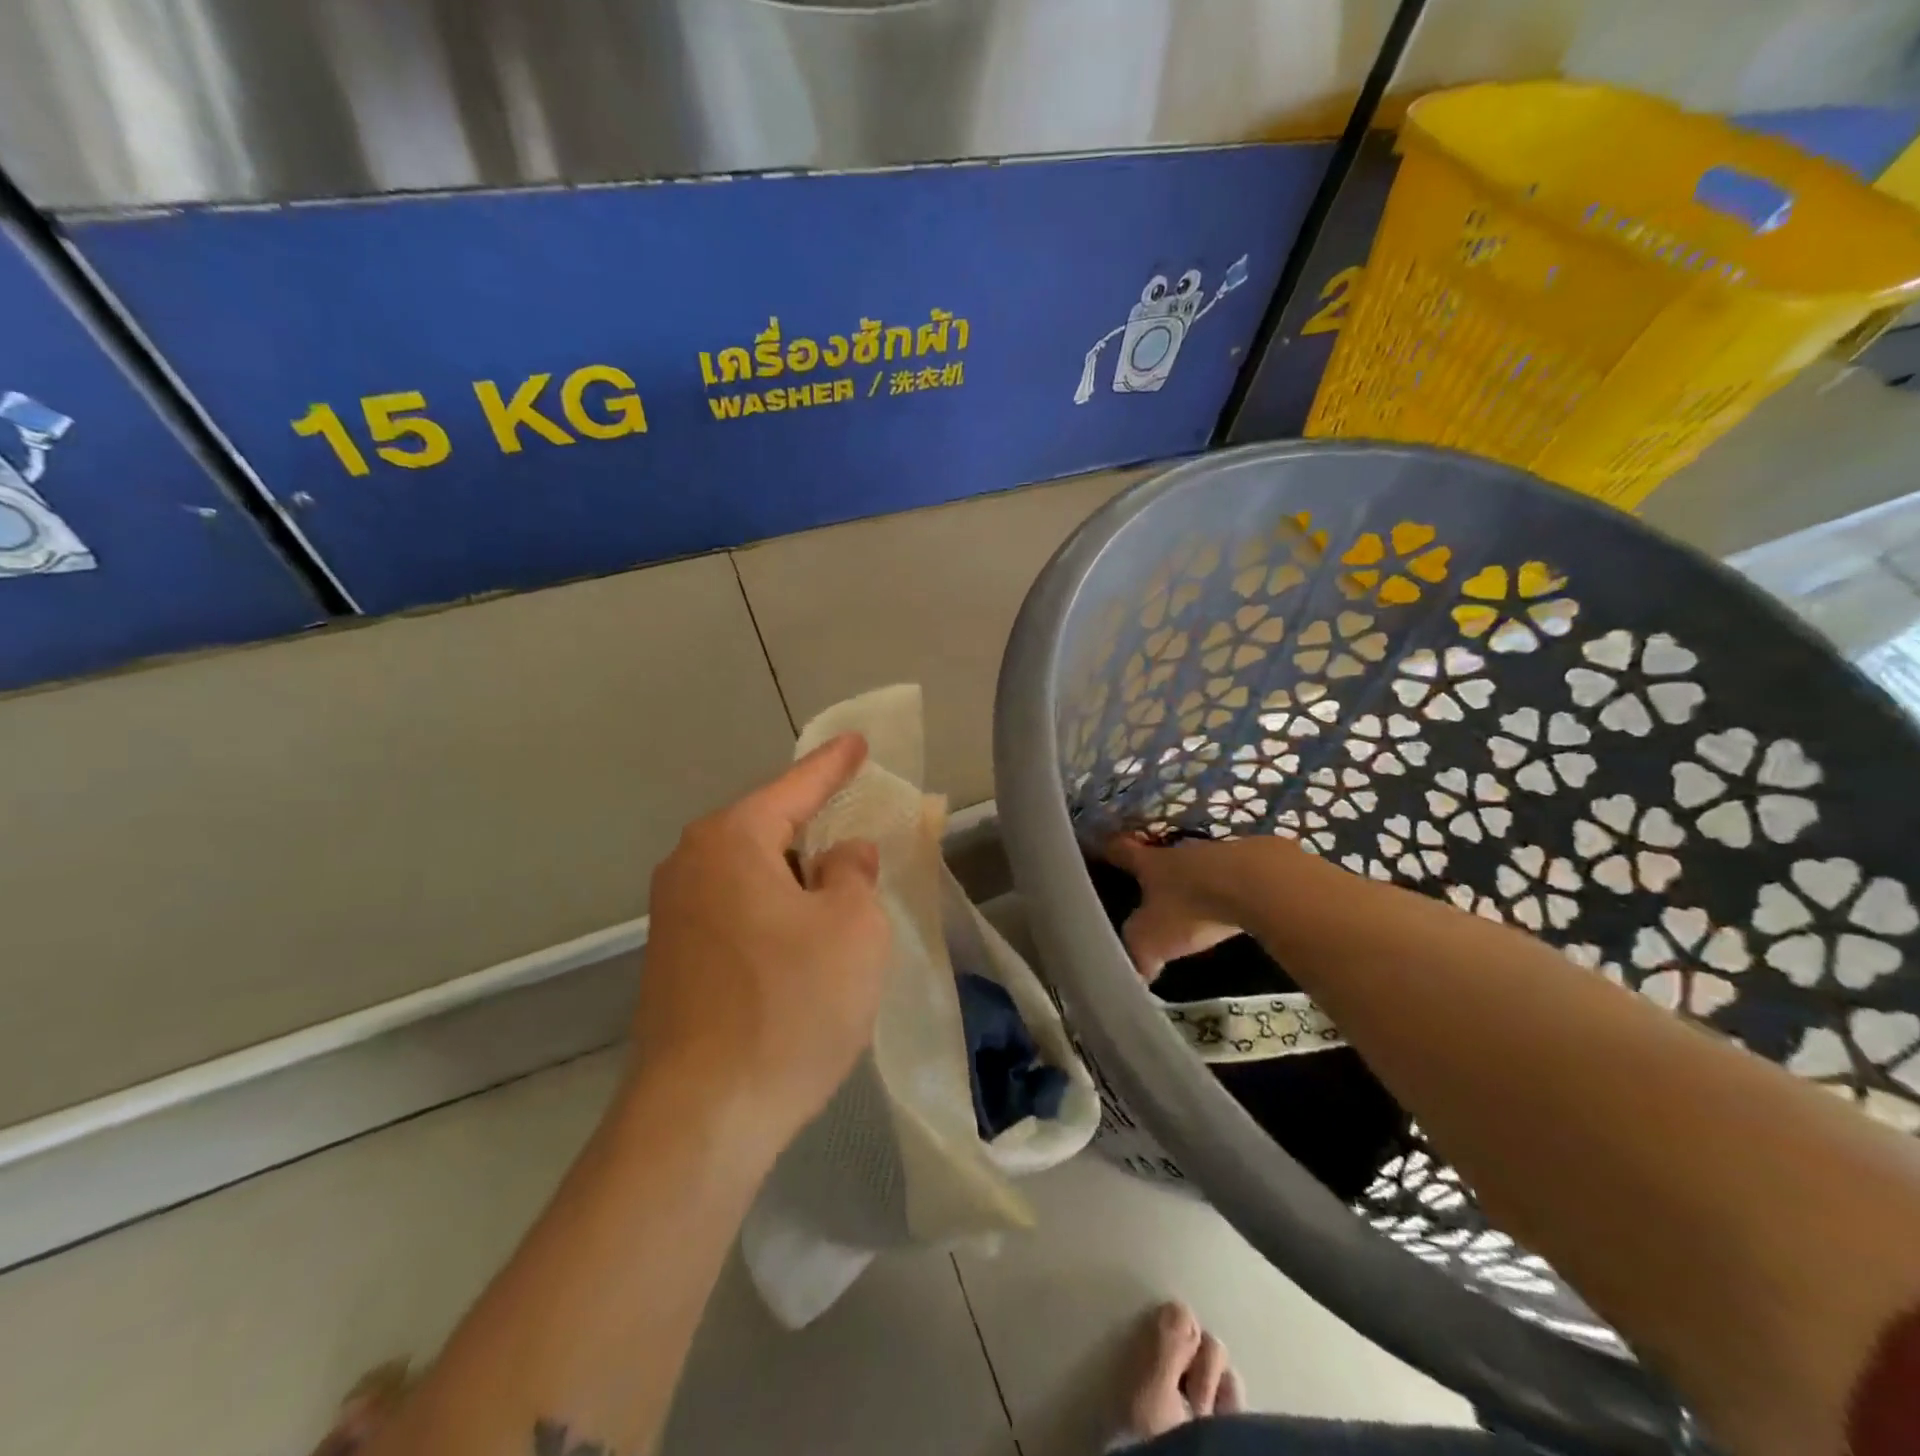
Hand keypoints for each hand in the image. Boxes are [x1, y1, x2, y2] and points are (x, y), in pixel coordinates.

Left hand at [636, 733, 890, 1143]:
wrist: (701, 1119)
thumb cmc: (790, 1007)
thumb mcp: (853, 929)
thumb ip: (853, 874)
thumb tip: (840, 856)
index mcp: (732, 841)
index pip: (796, 786)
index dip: (834, 764)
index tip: (858, 742)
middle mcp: (691, 866)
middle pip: (770, 829)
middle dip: (817, 830)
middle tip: (860, 835)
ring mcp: (674, 916)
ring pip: (754, 875)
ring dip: (798, 880)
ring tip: (840, 899)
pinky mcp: (674, 961)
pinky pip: (738, 911)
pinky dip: (776, 914)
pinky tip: (802, 948)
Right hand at [1103, 834, 1247, 981]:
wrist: (1259, 884)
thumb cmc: (1192, 908)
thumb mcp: (1151, 940)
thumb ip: (1137, 954)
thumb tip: (1134, 972)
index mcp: (1150, 863)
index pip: (1120, 851)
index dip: (1109, 851)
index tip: (1100, 850)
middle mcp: (1181, 852)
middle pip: (1162, 857)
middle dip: (1157, 873)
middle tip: (1150, 889)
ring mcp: (1220, 853)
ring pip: (1201, 866)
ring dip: (1197, 881)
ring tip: (1197, 903)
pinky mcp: (1257, 861)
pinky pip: (1236, 876)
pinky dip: (1233, 889)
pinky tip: (1238, 907)